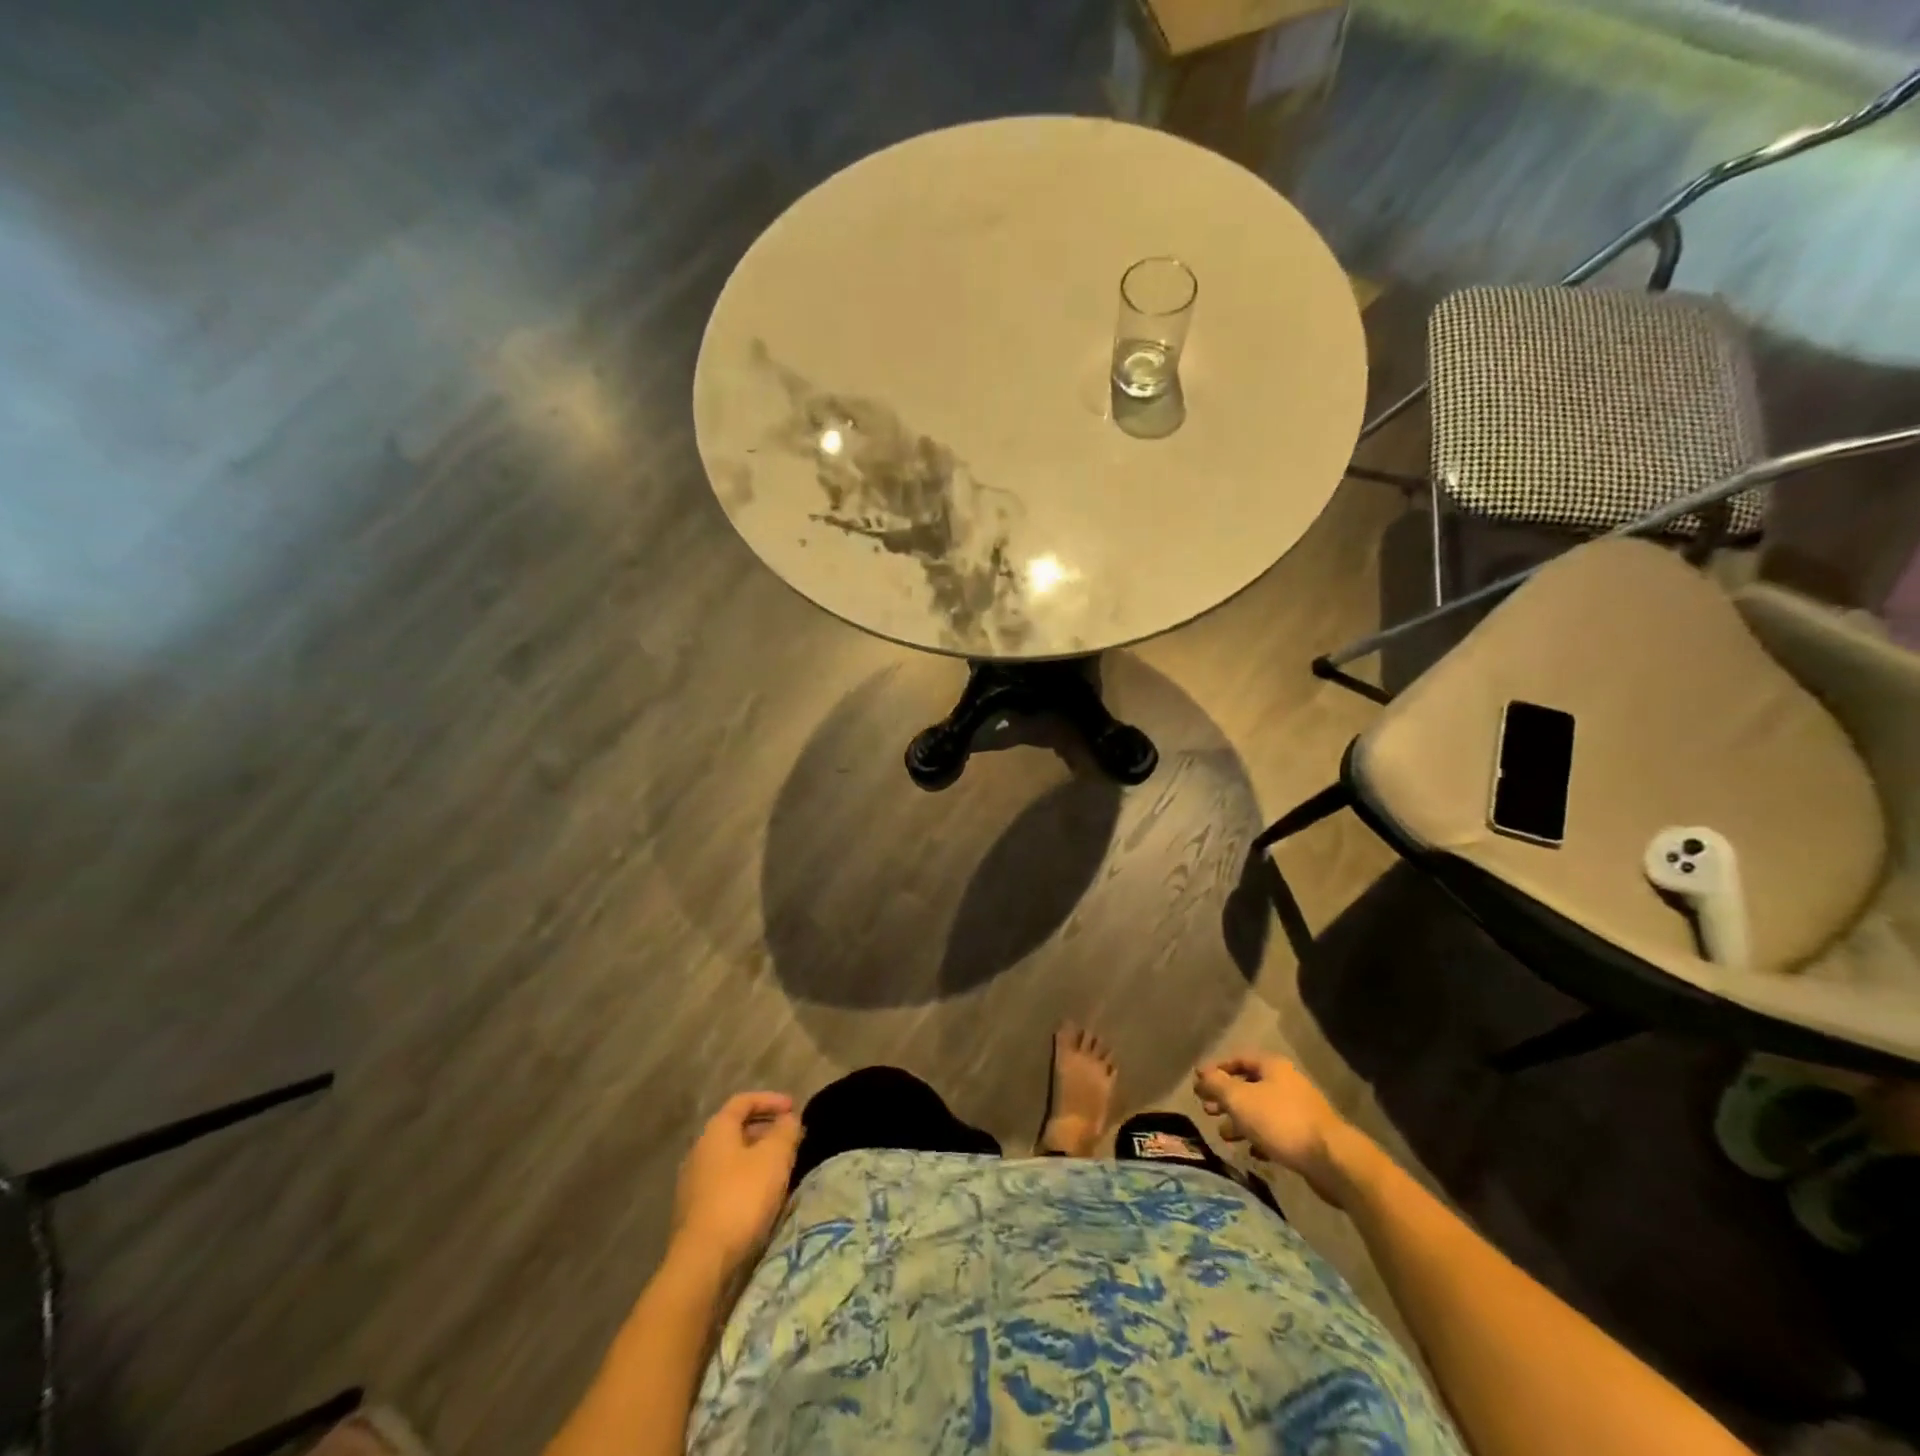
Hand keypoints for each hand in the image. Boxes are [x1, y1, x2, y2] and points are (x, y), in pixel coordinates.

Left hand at [670, 1092, 801, 1276]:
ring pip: (732, 1158)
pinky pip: (726, 1183)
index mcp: (716, 1131)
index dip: (771, 1100)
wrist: (702, 1262)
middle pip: (736, 1130)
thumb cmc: (741, 1198)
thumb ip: (785, 1131)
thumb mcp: (774, 1158)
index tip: (794, 1108)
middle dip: (767, 1130)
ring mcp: (693, 1183)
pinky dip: (747, 1180)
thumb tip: (789, 1119)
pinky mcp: (695, 1212)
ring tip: (782, 1169)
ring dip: (758, 1157)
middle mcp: (699, 1151)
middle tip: (792, 1139)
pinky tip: (763, 1197)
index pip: (743, 1101)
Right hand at [1193, 1054, 1364, 1206]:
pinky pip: (1276, 1132)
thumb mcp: (1239, 1099)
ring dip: (1239, 1121)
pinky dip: (1259, 1138)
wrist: (1331, 1160)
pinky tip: (1251, 1152)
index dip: (1216, 1069)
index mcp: (1272, 1066)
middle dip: (1225, 1098)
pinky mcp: (1307, 1136)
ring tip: (1223, 1134)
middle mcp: (1286, 1082)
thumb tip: (1201, 1075)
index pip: (1238, 1059)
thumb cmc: (1280, 1121)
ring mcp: (1299, 1109)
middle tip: (1206, 1110)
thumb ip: (1217, 1085)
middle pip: (1248, 1085)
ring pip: (1261, 1110)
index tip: (1198, 1083)